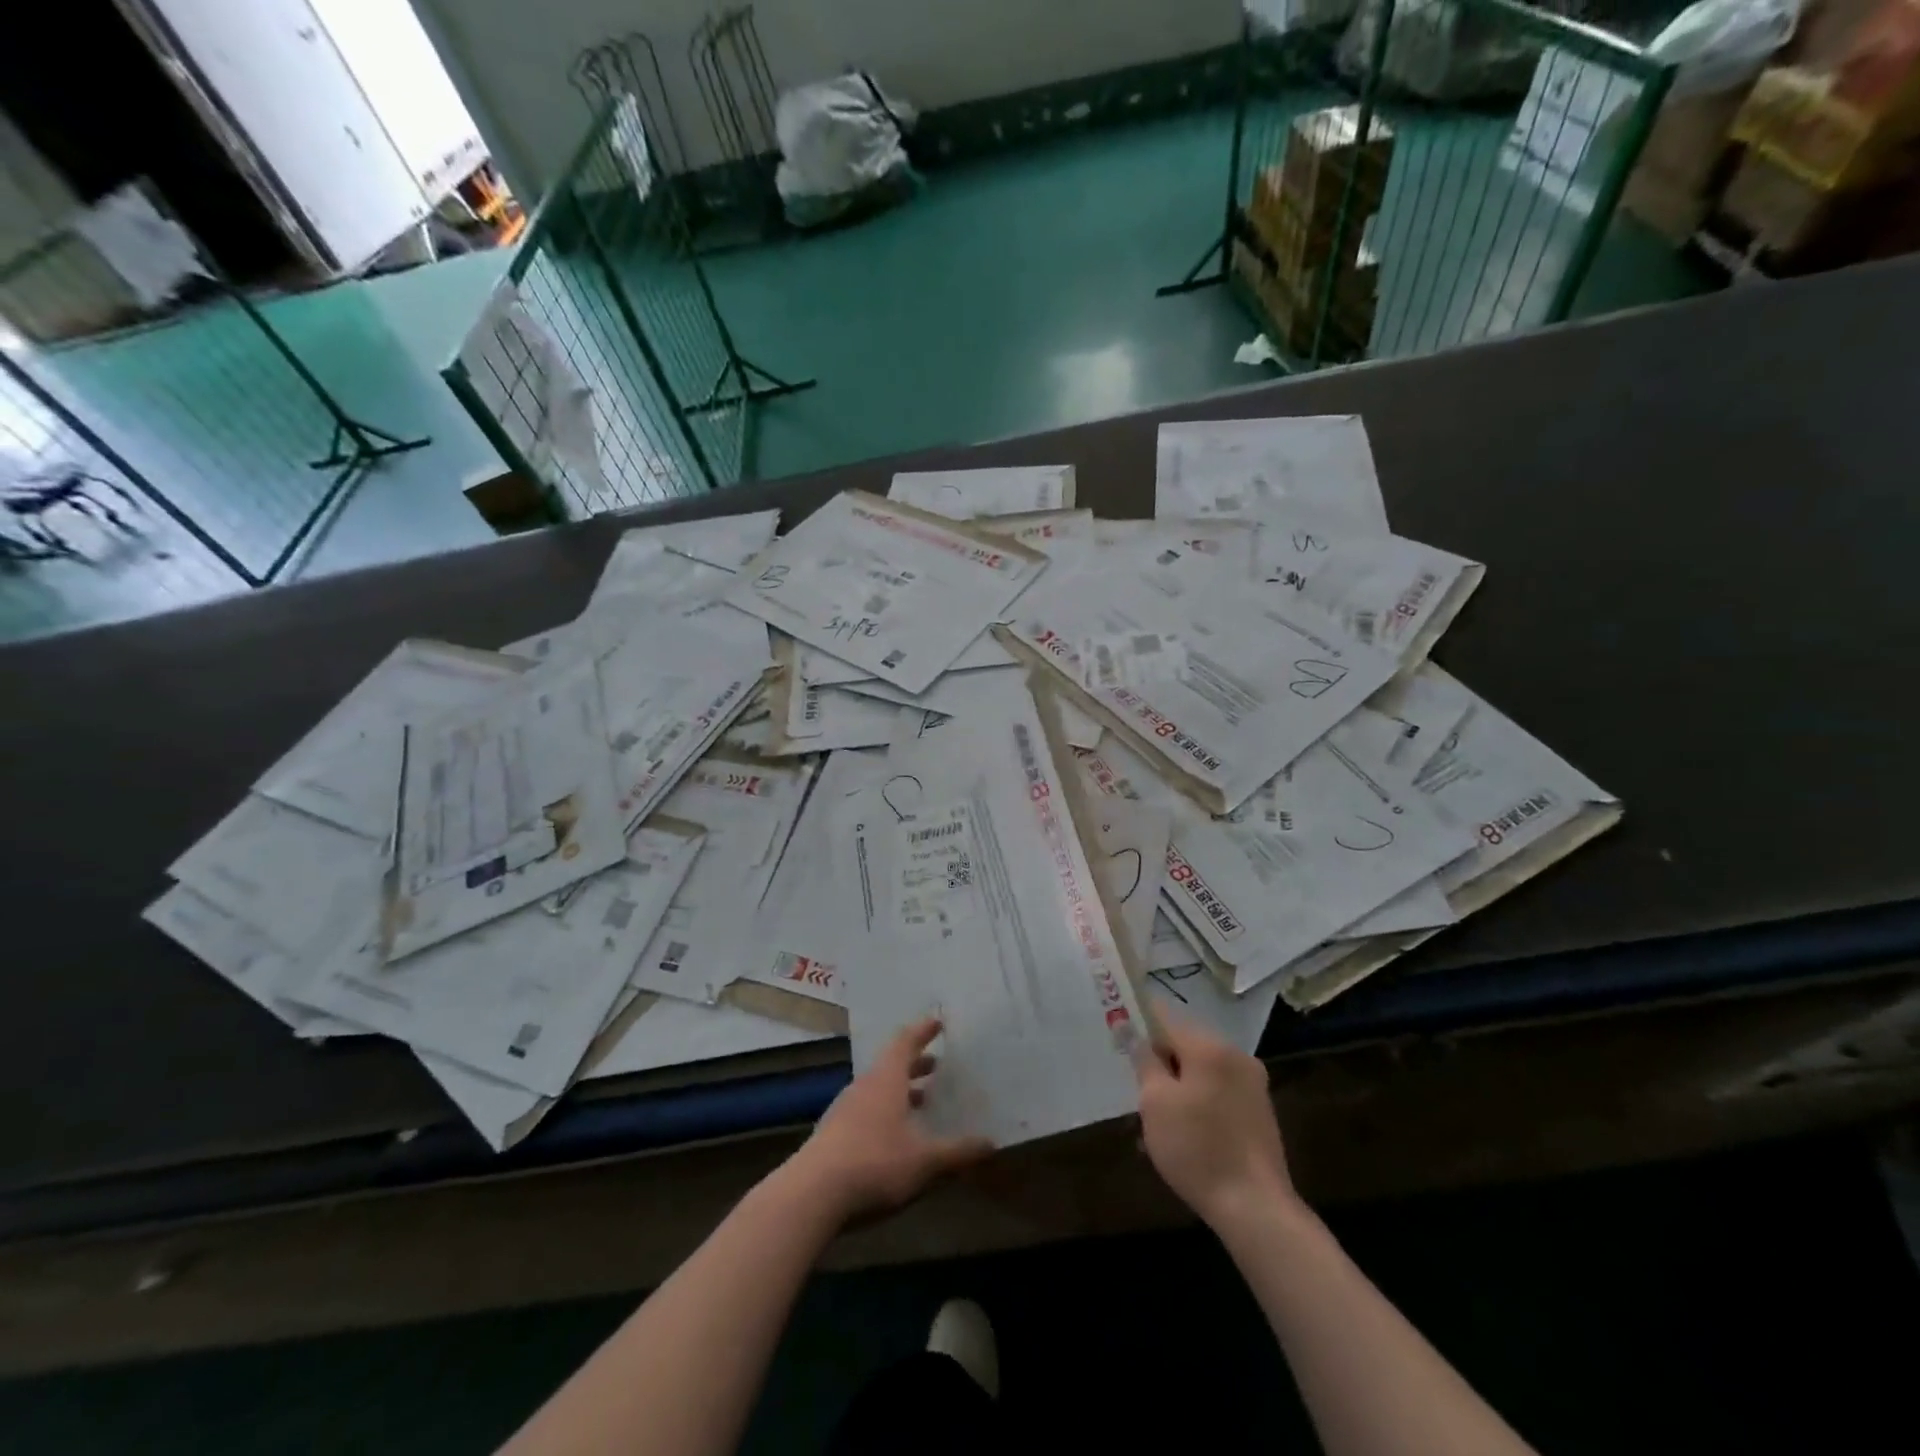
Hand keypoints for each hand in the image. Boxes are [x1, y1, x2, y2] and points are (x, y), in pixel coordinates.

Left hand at [785, 1017, 992, 1224]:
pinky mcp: (832, 1134)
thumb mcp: (924, 1161)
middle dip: (915, 1065)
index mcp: (887, 1080)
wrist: (812, 1194)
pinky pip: (864, 1111)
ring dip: (899, 1091)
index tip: (937, 1022)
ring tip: (920, 1102)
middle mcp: (864, 1086)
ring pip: (877, 1089)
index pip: (905, 1043)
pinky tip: (893, 1136)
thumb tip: (991, 1143)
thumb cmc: (875, 1164)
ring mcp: (844, 1109)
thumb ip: (957, 1152)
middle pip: (891, 1065)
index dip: (923, 1031)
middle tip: (937, 1066)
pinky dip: (883, 1112)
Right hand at [1135, 1011, 1297, 1231]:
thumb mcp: (1156, 1103)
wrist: (1256, 1208)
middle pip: (1185, 1043)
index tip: (1120, 1036)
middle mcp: (1236, 1055)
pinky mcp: (1259, 1109)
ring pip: (1201, 1069)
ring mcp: (1252, 1082)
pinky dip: (1198, 1100)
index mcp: (1210, 1047)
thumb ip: (1144, 1060)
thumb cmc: (1197, 1149)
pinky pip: (1218, 1089)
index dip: (1139, 1022)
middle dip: (1160, 1061)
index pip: (1165, 1016)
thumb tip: (1132, 1030)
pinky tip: (1184, 1133)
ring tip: (1158, 1121)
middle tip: (1139, 1091)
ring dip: (1178, 1084)